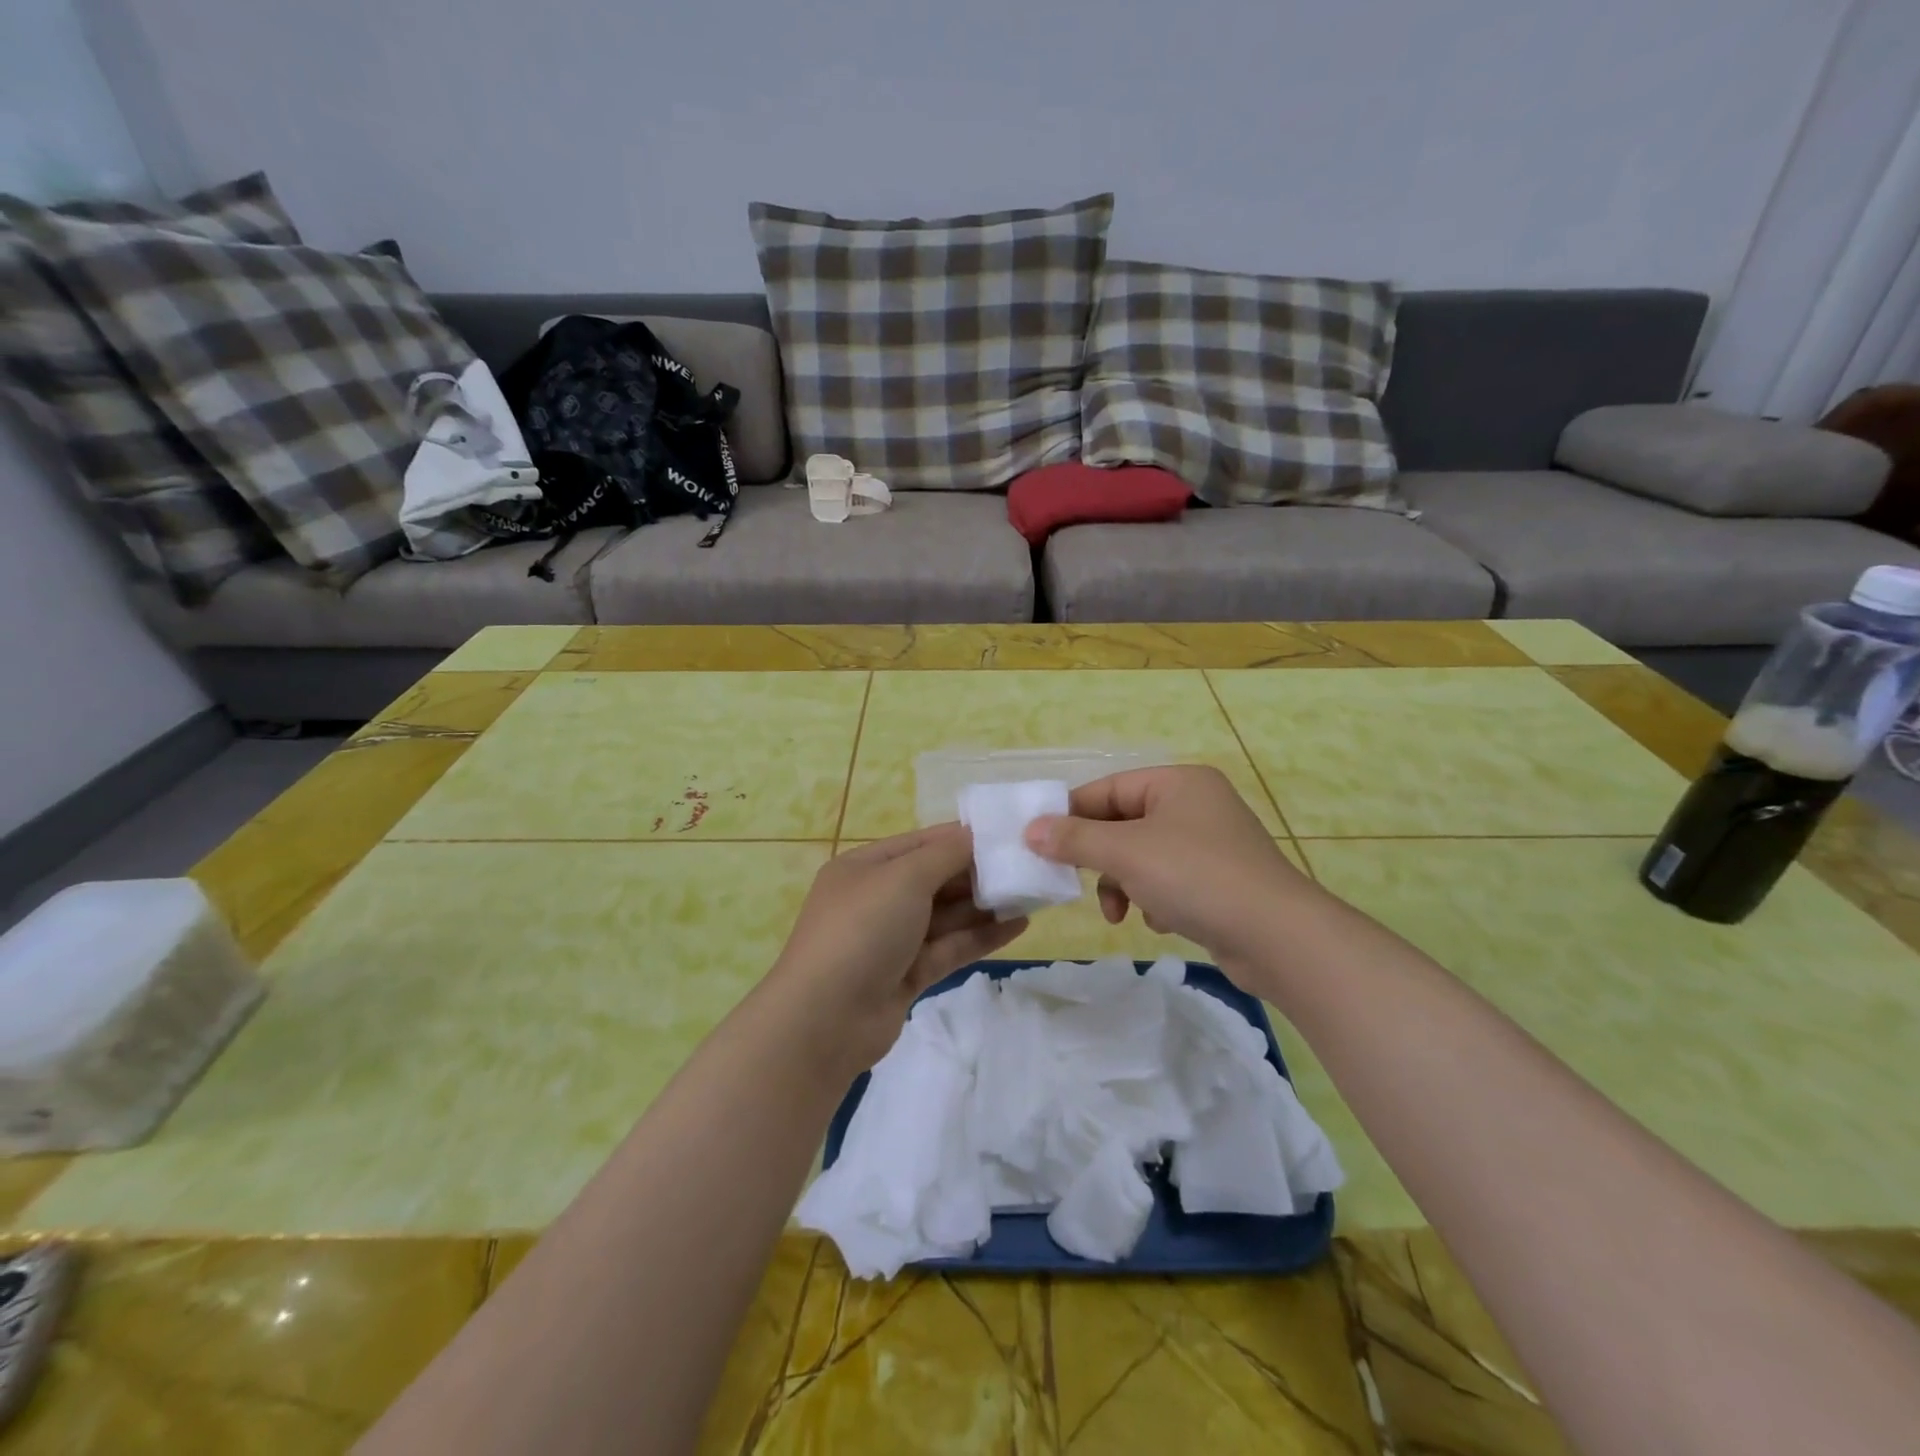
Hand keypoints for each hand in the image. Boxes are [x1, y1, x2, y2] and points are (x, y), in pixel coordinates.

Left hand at [757, 824, 1026, 1078]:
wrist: (825, 1020)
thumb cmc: (862, 930)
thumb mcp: (904, 878)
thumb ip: (945, 854)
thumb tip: (974, 835)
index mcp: (865, 867)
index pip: (921, 842)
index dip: (962, 837)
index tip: (1008, 834)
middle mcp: (877, 899)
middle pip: (935, 878)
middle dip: (978, 872)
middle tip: (1028, 866)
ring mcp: (892, 939)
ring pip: (946, 915)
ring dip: (986, 904)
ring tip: (1033, 893)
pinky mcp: (908, 975)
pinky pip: (950, 947)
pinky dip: (982, 935)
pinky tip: (1019, 925)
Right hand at [1024, 766, 1322, 979]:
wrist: (1277, 937)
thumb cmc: (1196, 877)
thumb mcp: (1126, 853)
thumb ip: (1074, 839)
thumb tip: (1030, 830)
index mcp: (1178, 783)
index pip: (1108, 789)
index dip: (1070, 814)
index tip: (1038, 843)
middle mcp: (1196, 805)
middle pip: (1124, 824)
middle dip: (1099, 858)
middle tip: (1074, 881)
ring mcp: (1211, 844)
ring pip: (1142, 856)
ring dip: (1123, 883)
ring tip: (1120, 912)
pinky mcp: (1220, 881)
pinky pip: (1168, 880)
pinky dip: (1154, 898)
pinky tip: (1160, 920)